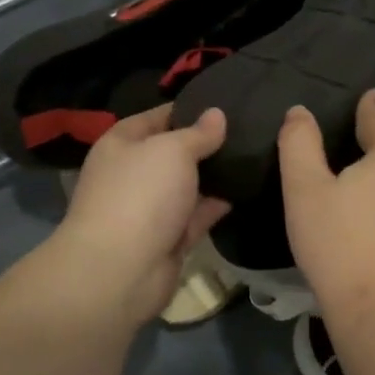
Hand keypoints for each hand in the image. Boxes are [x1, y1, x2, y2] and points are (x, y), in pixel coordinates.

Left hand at [55, 103, 231, 324]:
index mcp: (121, 144)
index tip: (224, 103)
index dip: (188, 109)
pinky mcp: (167, 239)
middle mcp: (132, 174)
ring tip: (253, 156)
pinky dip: (216, 205)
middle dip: (205, 143)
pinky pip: (195, 215)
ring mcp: (149, 209)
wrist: (120, 271)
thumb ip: (198, 133)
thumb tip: (216, 114)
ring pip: (186, 185)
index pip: (157, 117)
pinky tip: (245, 190)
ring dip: (214, 175)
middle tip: (248, 129)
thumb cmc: (140, 194)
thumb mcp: (172, 150)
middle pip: (173, 152)